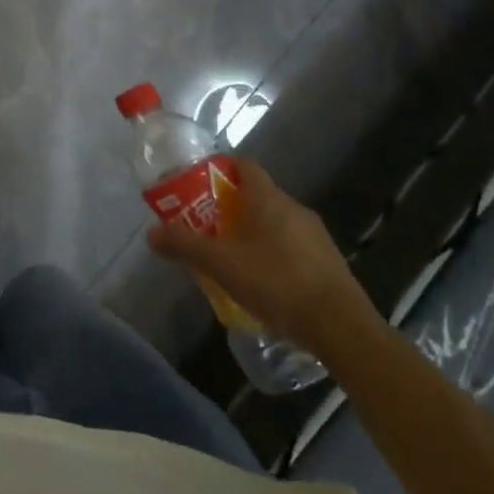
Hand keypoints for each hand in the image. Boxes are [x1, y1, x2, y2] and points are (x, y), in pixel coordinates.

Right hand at [147, 157, 379, 361]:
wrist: (341, 328)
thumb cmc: (276, 282)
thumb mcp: (220, 264)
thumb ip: (184, 245)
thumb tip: (151, 233)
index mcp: (268, 198)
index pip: (243, 165)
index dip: (219, 168)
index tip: (197, 184)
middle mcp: (294, 208)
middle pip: (256, 195)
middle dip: (228, 206)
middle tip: (203, 225)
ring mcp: (315, 235)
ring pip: (274, 222)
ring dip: (250, 232)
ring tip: (228, 256)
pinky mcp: (328, 262)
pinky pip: (290, 246)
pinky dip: (271, 253)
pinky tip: (260, 281)